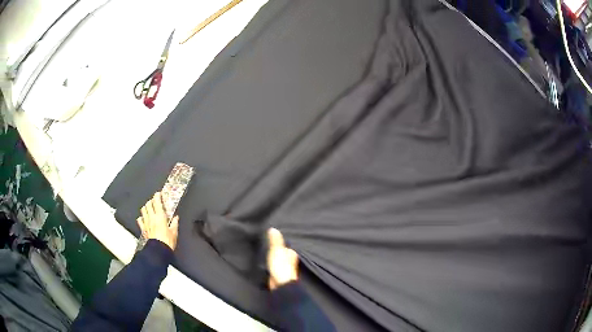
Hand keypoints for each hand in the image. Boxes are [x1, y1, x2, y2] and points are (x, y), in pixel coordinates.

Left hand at [137, 192, 178, 249]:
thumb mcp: (174, 232)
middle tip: (155, 202)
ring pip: (143, 210)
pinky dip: (141, 218)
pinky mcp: (143, 229)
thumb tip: (176, 218)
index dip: (157, 196)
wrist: (158, 251)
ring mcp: (146, 222)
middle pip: (148, 204)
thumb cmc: (167, 241)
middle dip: (151, 201)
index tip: (159, 194)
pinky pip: (139, 220)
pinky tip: (144, 219)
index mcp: (160, 216)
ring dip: (146, 208)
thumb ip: (175, 223)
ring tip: (149, 209)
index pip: (157, 202)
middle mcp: (152, 217)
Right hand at [267, 228, 298, 289]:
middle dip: (277, 251)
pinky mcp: (277, 275)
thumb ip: (275, 241)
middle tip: (266, 245)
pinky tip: (264, 264)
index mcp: (291, 254)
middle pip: (282, 254)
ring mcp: (283, 269)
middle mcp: (289, 261)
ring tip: (264, 253)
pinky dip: (269, 265)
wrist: (280, 284)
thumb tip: (273, 229)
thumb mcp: (277, 250)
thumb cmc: (281, 266)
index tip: (273, 239)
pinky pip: (273, 267)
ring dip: (273, 259)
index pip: (286, 246)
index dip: (281, 244)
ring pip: (277, 261)